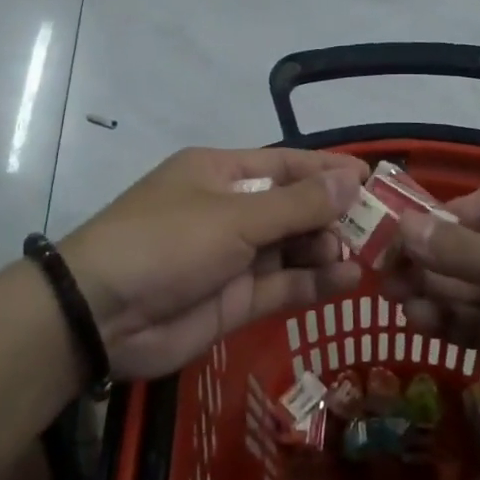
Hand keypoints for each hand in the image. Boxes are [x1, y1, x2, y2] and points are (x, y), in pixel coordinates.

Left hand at [62, 148, 367, 381]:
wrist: (101, 314)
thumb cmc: (167, 241)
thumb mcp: (234, 216)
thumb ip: (295, 204)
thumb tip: (351, 180)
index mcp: (222, 173)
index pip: (286, 164)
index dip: (328, 170)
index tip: (372, 178)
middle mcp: (230, 210)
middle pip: (293, 207)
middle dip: (333, 215)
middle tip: (378, 227)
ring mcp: (233, 257)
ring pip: (292, 248)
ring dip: (327, 249)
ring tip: (363, 255)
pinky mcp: (235, 300)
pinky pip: (283, 285)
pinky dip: (314, 282)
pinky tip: (347, 280)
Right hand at [380, 174, 479, 472]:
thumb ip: (471, 253)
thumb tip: (407, 226)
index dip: (458, 211)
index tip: (416, 235)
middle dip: (437, 255)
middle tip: (387, 271)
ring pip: (478, 285)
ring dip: (437, 289)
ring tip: (393, 300)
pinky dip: (453, 321)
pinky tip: (420, 322)